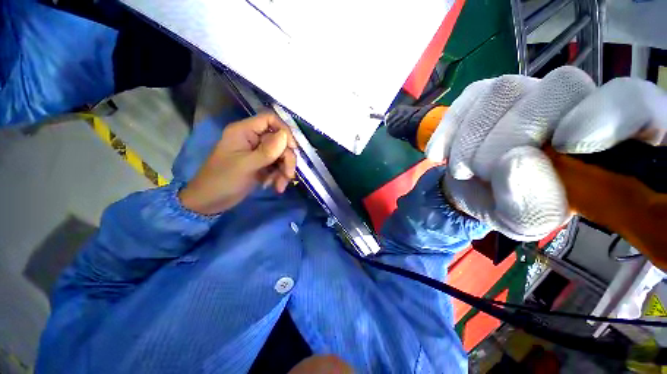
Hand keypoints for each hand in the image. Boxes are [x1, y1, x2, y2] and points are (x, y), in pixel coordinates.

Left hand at [179, 112, 296, 214]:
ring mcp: (258, 153)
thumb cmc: (223, 180)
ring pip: (281, 156)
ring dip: (284, 171)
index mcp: (244, 131)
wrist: (211, 202)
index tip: (293, 148)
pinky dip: (279, 177)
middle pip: (280, 141)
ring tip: (279, 186)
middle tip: (288, 175)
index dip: (284, 131)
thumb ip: (267, 151)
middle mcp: (253, 139)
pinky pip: (278, 166)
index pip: (269, 119)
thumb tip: (286, 136)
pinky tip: (275, 187)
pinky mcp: (262, 165)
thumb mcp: (246, 165)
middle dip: (286, 159)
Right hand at [424, 66, 665, 240]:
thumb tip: (514, 162)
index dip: (609, 114)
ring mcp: (528, 91)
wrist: (473, 188)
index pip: (637, 103)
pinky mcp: (486, 93)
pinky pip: (467, 98)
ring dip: (472, 138)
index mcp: (608, 142)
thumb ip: (531, 204)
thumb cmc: (510, 205)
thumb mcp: (525, 219)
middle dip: (511, 137)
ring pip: (504, 90)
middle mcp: (576, 103)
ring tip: (463, 169)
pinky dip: (448, 130)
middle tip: (483, 172)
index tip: (564, 145)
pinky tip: (440, 155)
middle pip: (561, 87)